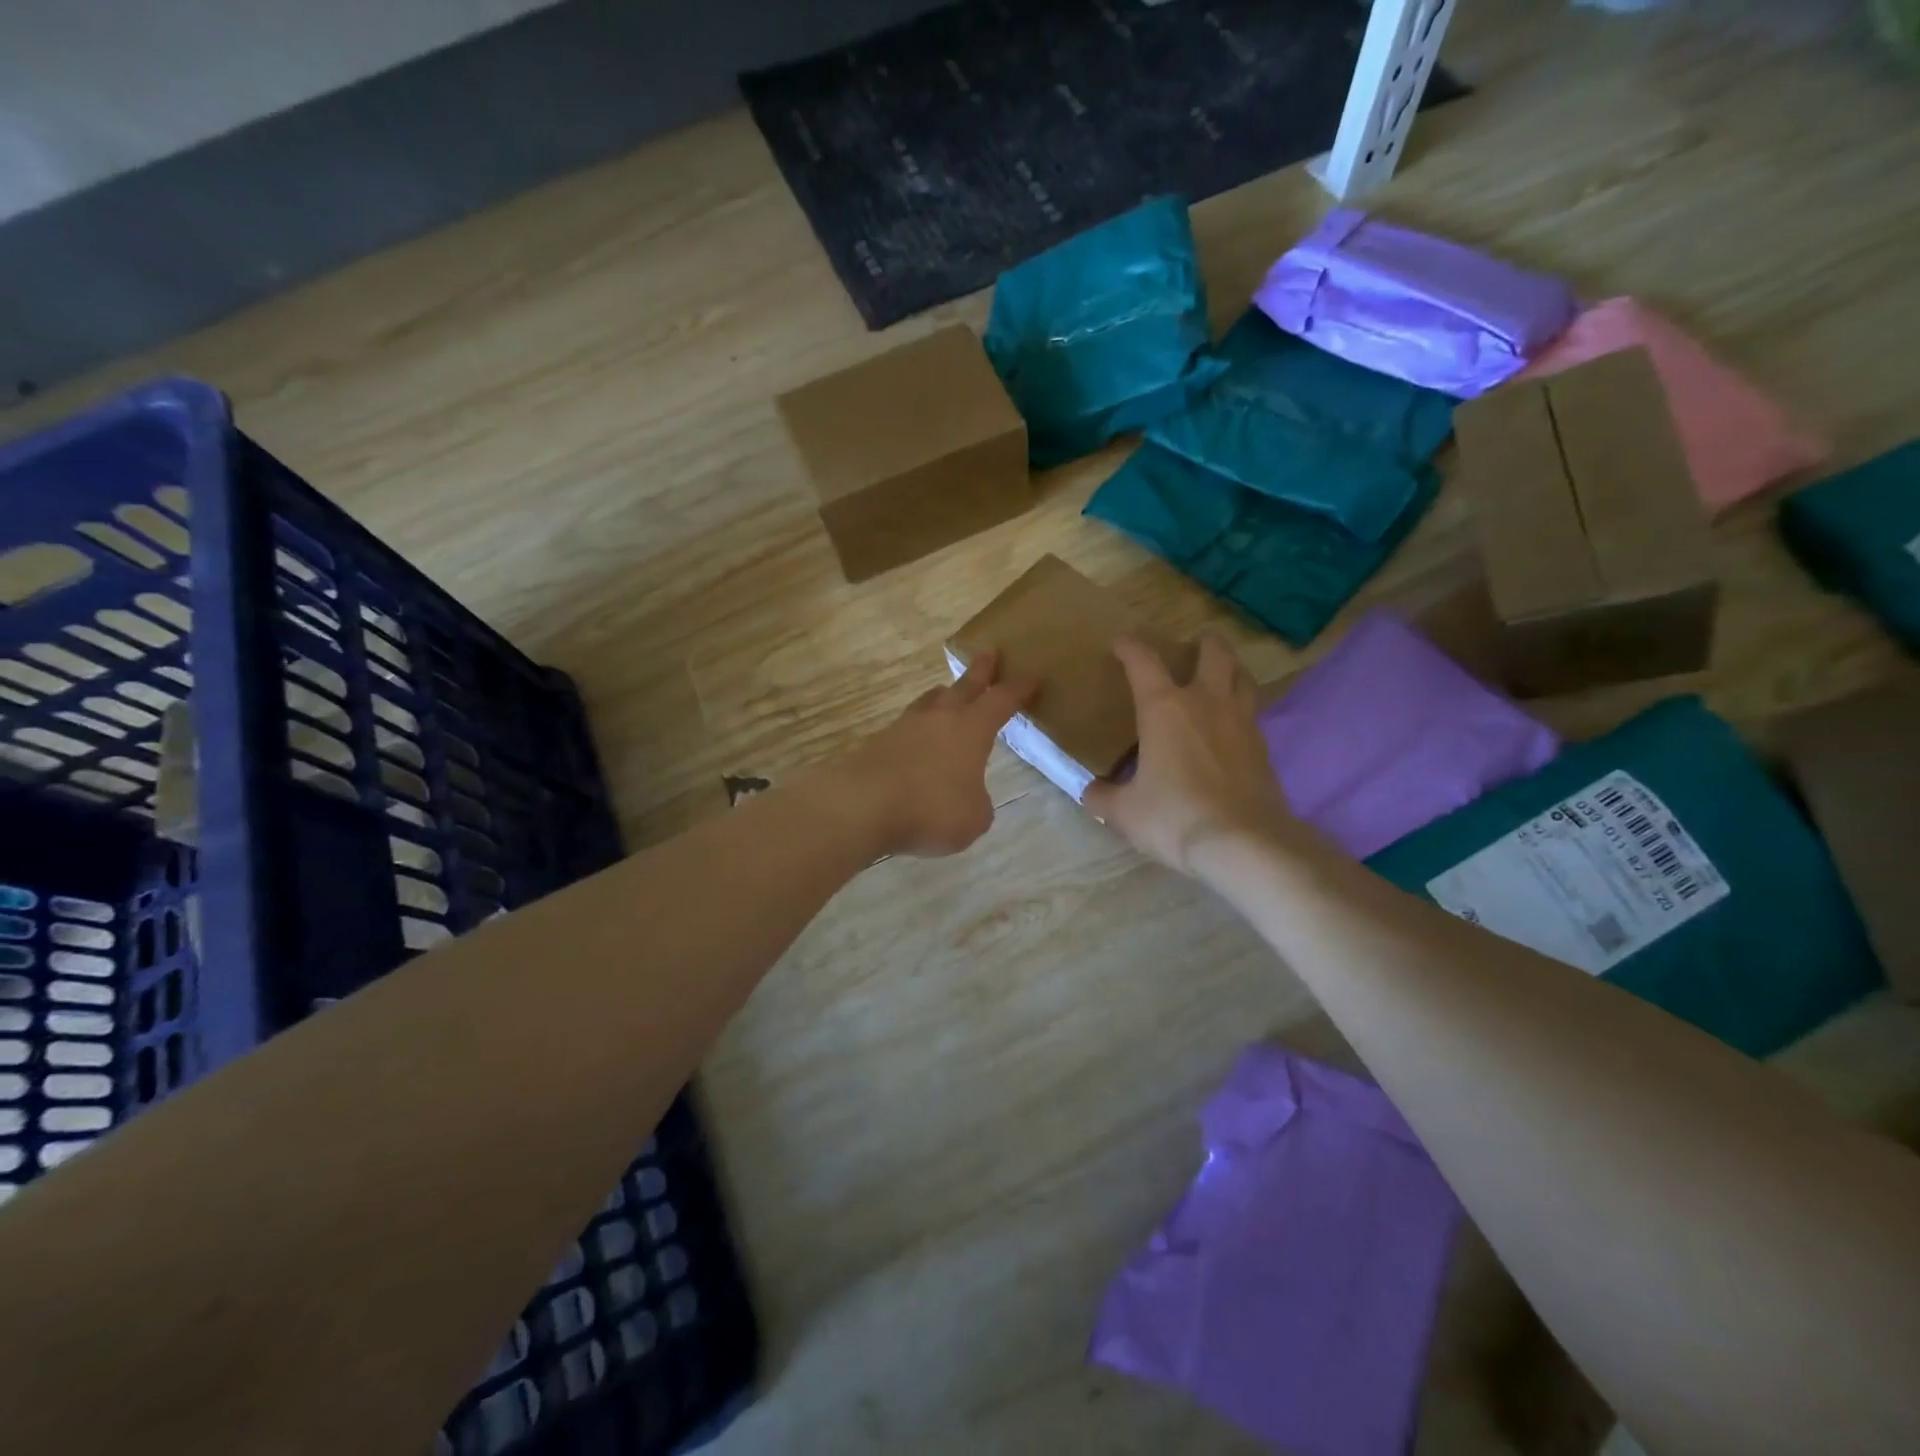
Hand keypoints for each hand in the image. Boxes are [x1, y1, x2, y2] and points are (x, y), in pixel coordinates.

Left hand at [832, 650, 1038, 858]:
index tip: (1031, 676)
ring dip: (943, 696)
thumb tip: (968, 796)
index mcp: (971, 730)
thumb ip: (977, 803)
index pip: (1001, 701)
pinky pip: (905, 730)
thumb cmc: (931, 809)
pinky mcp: (878, 744)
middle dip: (980, 672)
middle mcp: (939, 719)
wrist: (862, 805)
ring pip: (929, 703)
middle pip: (963, 687)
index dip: (1018, 689)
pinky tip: (916, 743)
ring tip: (946, 692)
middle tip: (989, 654)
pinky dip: (917, 732)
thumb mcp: (973, 818)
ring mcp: (904, 728)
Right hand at [1083, 633, 1296, 876]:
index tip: (1120, 643)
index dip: (1130, 646)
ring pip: (1242, 677)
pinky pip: (1251, 712)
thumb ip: (1103, 797)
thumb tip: (1091, 791)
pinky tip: (1231, 725)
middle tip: (1194, 642)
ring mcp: (1241, 722)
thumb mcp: (1125, 812)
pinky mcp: (1263, 747)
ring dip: (1230, 667)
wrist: (1243, 843)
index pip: (1143, 661)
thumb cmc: (1174, 817)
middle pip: (1213, 652)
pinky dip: (1240, 708)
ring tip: (1220, 673)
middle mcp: (1206, 703)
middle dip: (1203, 642)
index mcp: (1164, 708)